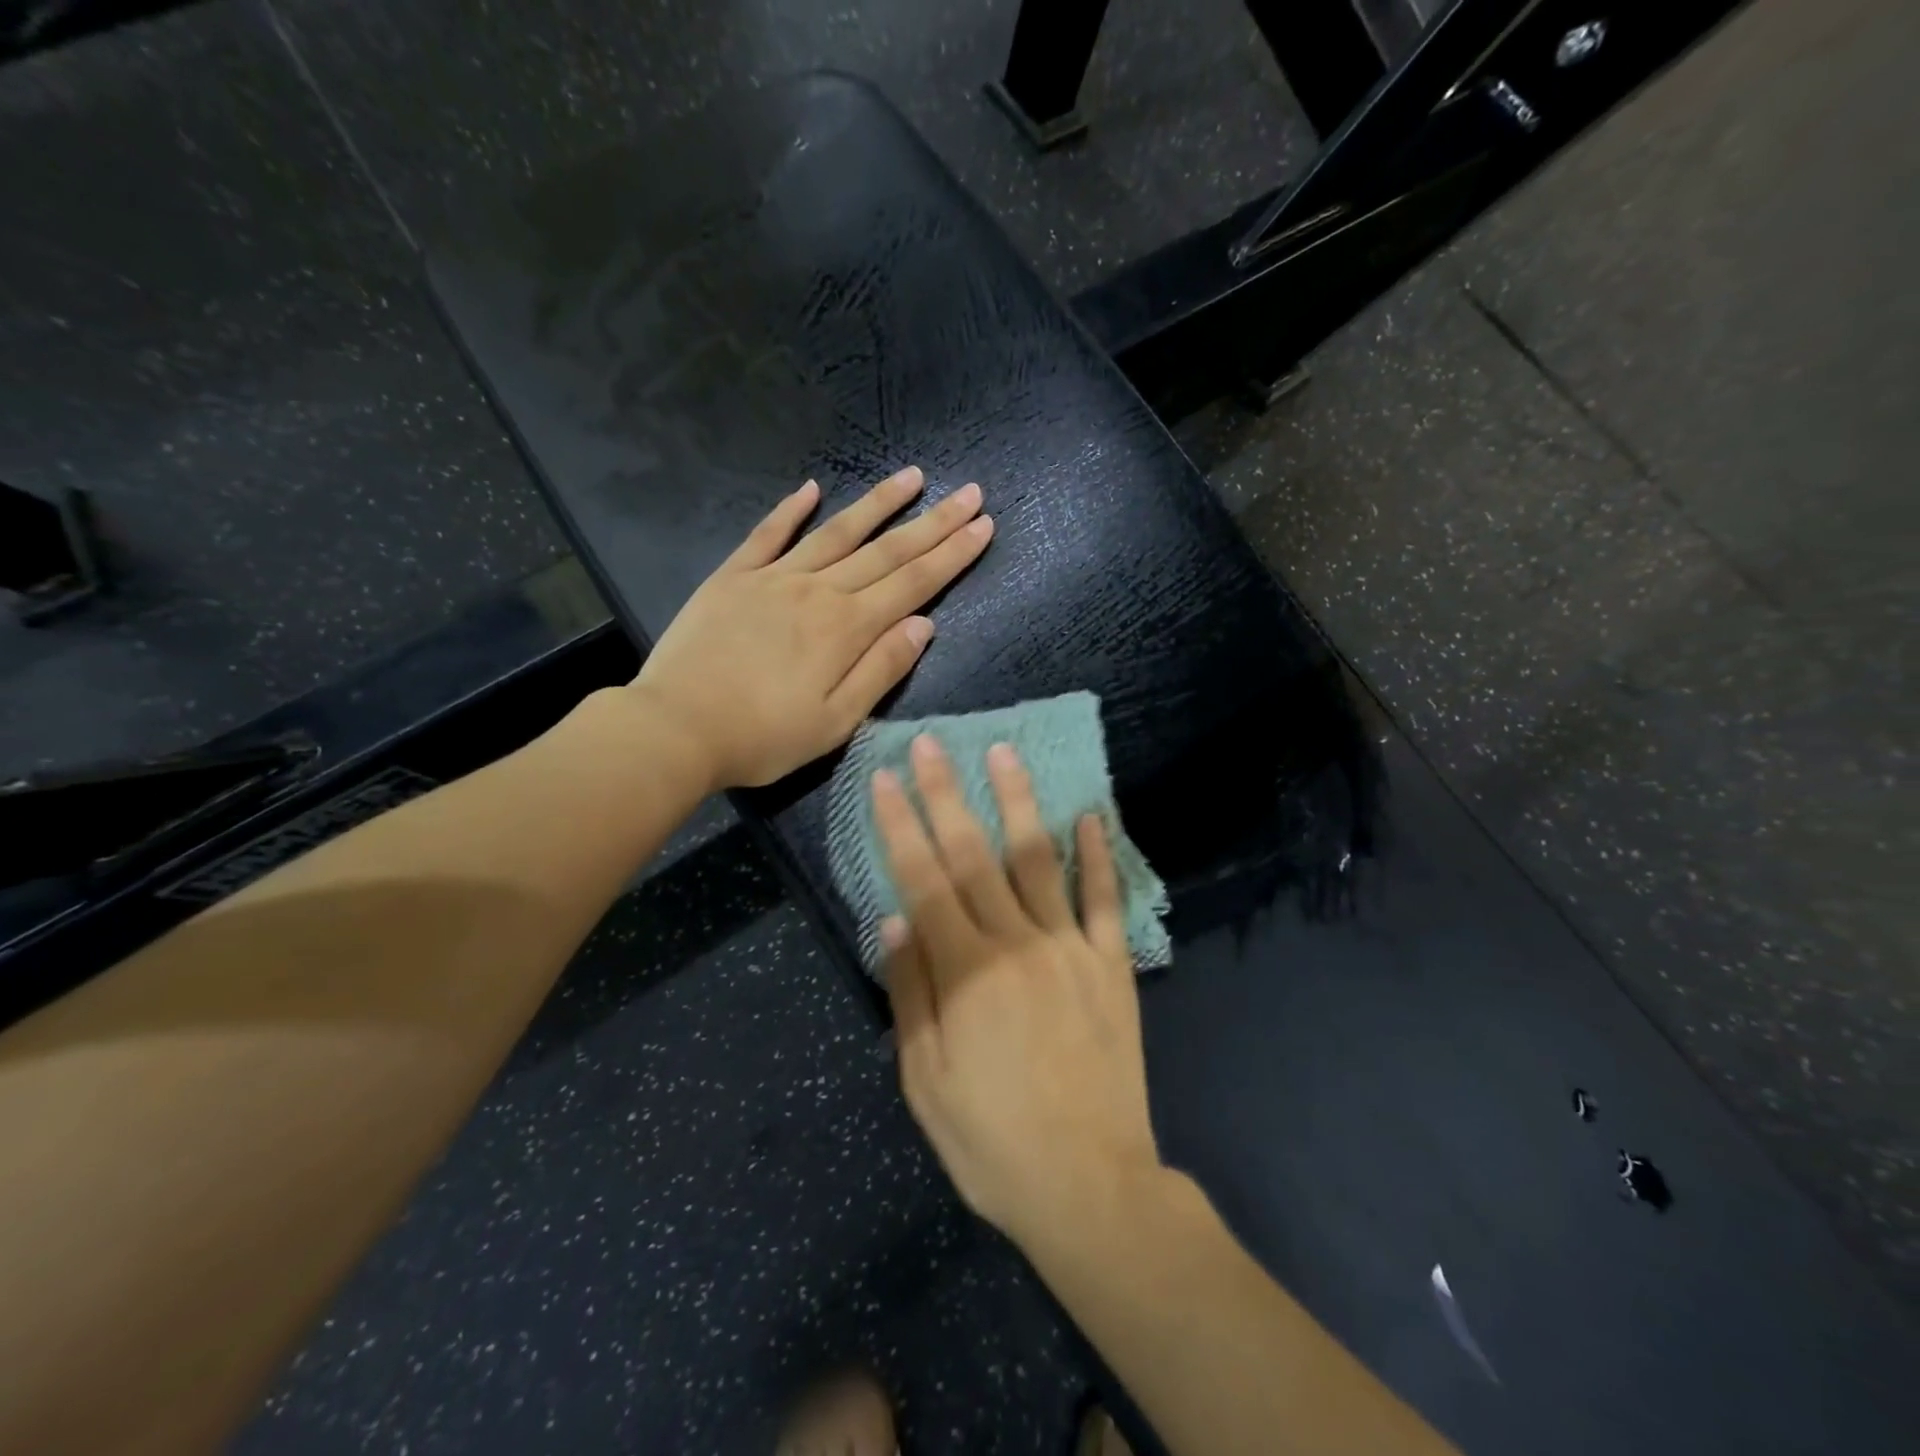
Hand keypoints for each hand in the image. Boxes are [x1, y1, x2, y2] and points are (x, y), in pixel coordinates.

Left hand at [632, 467, 991, 791]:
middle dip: (933, 522)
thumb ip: (882, 669)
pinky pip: (768, 534)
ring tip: (911, 476)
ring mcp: (773, 578)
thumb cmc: (763, 736)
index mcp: (847, 629)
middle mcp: (818, 591)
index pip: (913, 583)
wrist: (676, 728)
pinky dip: (791, 510)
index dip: (952, 554)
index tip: (983, 524)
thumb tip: (924, 624)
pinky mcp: (734, 577)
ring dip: (877, 504)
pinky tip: (811, 488)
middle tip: (969, 492)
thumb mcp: (836, 722)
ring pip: (836, 532)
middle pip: (886, 550)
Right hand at [874, 735, 1162, 1250]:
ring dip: (1018, 802)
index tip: (885, 778)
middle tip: (931, 744)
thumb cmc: (990, 1140)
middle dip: (947, 794)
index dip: (900, 825)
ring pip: (1038, 860)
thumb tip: (892, 917)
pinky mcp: (1110, 965)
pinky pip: (1104, 900)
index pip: (922, 879)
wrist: (1089, 1186)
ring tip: (1004, 752)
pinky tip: (1091, 814)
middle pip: (973, 854)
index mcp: (964, 971)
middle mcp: (1016, 943)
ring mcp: (1069, 949)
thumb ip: (909, 991)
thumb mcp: (924, 1079)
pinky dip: (1098, 855)